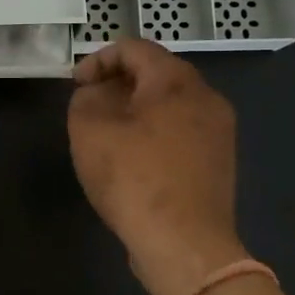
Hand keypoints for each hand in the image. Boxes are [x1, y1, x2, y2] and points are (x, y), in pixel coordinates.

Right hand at [68, 38, 245, 294]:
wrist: (185, 245)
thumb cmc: (134, 178)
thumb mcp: (89, 130)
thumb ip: (85, 99)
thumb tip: (96, 94)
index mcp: (177, 81)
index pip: (134, 48)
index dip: (98, 59)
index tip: (75, 84)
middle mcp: (206, 98)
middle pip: (156, 74)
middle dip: (118, 84)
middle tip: (89, 106)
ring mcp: (219, 132)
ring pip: (170, 105)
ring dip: (136, 110)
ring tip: (107, 134)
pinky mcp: (219, 163)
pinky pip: (181, 132)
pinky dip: (154, 133)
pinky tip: (133, 160)